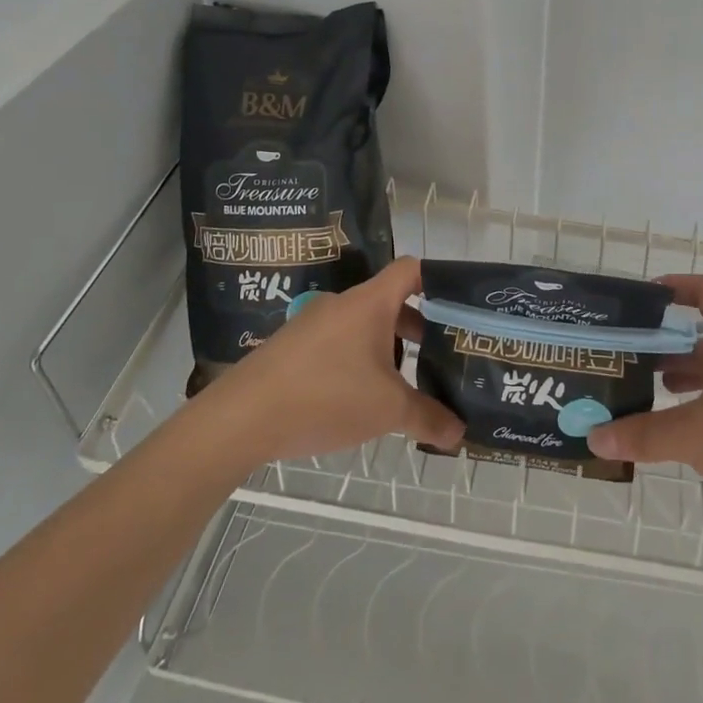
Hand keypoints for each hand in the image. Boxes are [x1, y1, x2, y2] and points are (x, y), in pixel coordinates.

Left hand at [206, 258, 464, 466]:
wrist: (242, 417)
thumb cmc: (326, 396)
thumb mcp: (387, 411)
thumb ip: (428, 417)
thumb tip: (460, 433)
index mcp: (370, 303)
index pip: (411, 269)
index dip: (437, 280)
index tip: (458, 305)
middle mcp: (342, 304)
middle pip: (389, 302)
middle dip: (417, 326)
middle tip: (442, 353)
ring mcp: (313, 324)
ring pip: (363, 326)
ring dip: (386, 347)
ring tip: (404, 383)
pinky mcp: (292, 347)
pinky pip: (337, 344)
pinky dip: (356, 361)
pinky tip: (359, 398)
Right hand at [586, 273, 702, 547]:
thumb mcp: (694, 438)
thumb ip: (642, 434)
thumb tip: (593, 437)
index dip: (680, 286)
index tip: (646, 297)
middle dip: (669, 342)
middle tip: (631, 354)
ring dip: (684, 375)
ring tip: (647, 389)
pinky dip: (700, 402)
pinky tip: (677, 426)